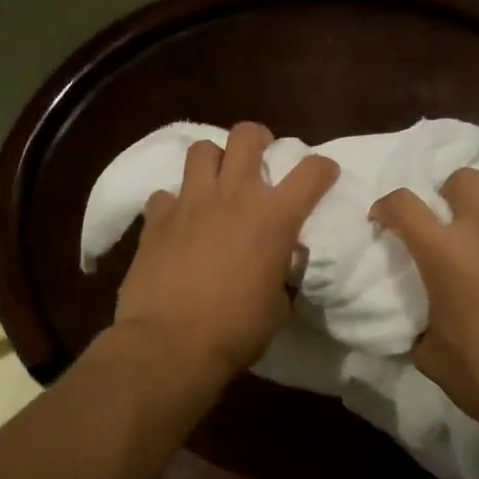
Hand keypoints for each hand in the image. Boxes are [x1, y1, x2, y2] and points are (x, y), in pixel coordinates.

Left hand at [113, 122, 339, 383]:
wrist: (170, 344)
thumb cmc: (235, 331)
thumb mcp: (279, 305)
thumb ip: (284, 273)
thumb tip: (281, 263)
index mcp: (274, 217)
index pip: (312, 171)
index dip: (323, 169)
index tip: (323, 176)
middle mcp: (234, 195)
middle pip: (247, 134)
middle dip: (259, 140)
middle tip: (260, 161)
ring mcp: (190, 201)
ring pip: (202, 149)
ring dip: (214, 161)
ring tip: (216, 183)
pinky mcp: (155, 217)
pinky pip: (166, 193)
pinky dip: (175, 203)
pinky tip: (178, 222)